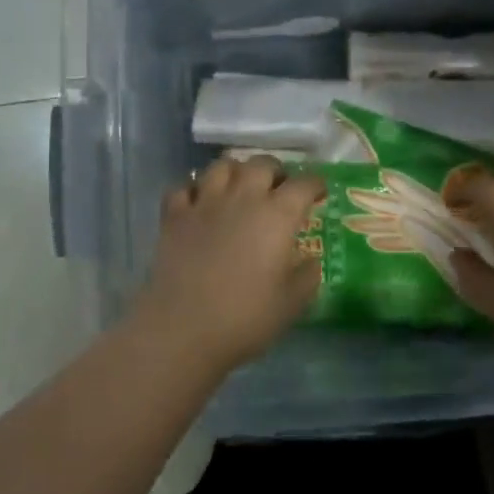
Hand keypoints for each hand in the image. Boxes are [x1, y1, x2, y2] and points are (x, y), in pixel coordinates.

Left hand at [129, 156, 326, 377]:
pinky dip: (194, 190)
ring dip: (236, 171)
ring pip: (222, 166)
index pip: (303, 184)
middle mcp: (242, 198)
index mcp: (277, 215)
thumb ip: (307, 275)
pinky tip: (199, 204)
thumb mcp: (293, 303)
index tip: (319, 193)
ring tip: (240, 187)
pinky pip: (183, 188)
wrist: (183, 329)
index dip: (315, 184)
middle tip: (279, 188)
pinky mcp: (174, 217)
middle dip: (276, 171)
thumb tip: (310, 260)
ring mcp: (204, 203)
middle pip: (262, 164)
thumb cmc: (246, 317)